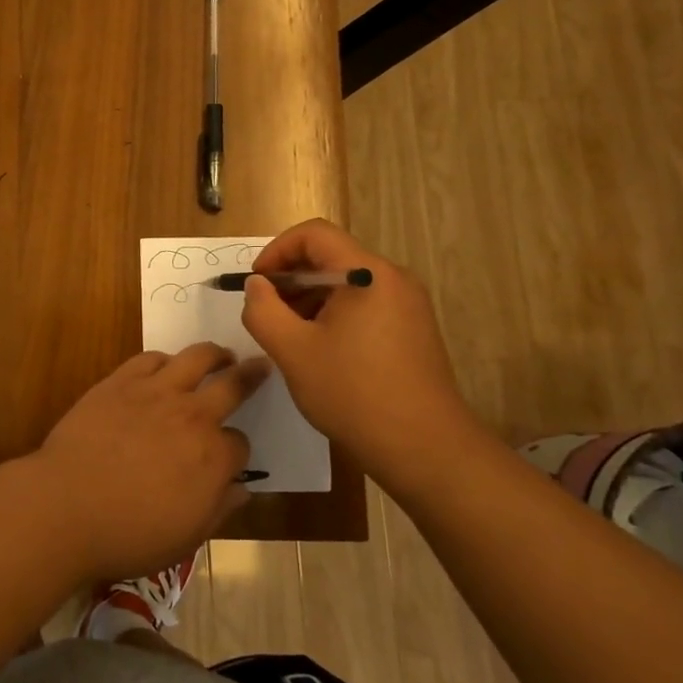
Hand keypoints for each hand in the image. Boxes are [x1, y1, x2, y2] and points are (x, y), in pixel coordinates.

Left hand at [29, 344, 268, 582]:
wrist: (67, 506)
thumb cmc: (129, 534)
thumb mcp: (186, 538)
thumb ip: (220, 509)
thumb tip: (242, 489)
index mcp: (213, 457)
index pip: (240, 444)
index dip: (235, 452)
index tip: (226, 458)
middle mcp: (192, 416)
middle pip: (232, 385)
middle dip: (250, 375)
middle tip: (259, 365)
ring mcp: (156, 392)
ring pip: (197, 357)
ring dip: (214, 354)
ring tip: (220, 354)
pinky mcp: (121, 381)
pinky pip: (151, 358)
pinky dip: (165, 360)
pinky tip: (165, 365)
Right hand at [240, 218, 487, 494]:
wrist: (424, 448)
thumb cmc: (353, 393)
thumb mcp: (292, 351)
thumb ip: (263, 310)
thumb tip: (258, 286)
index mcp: (368, 274)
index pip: (314, 234)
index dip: (277, 250)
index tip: (258, 284)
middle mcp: (393, 279)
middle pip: (332, 257)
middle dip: (292, 280)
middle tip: (268, 315)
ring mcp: (408, 305)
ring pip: (347, 284)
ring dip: (310, 299)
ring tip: (290, 338)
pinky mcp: (413, 330)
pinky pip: (365, 305)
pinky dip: (334, 315)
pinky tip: (321, 352)